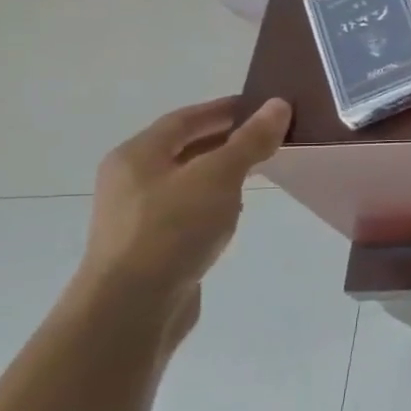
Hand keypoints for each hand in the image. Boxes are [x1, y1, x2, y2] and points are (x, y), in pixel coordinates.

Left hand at [77, 97, 291, 307]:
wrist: (133, 305)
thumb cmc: (173, 229)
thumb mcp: (219, 177)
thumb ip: (250, 141)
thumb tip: (279, 105)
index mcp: (138, 155)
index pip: (185, 119)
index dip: (224, 109)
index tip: (262, 106)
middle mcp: (131, 180)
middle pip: (183, 147)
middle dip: (225, 138)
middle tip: (269, 135)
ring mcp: (138, 215)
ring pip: (187, 179)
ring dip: (221, 170)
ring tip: (260, 169)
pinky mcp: (152, 244)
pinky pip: (188, 208)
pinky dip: (215, 199)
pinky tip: (236, 210)